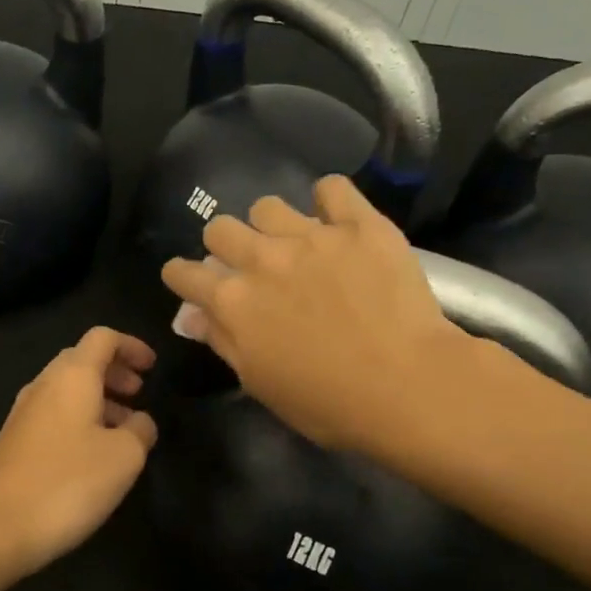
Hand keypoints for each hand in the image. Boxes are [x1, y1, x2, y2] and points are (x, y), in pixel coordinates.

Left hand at [0, 327, 158, 573]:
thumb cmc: (68, 481)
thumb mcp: (124, 456)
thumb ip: (140, 430)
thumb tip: (140, 421)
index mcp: (72, 376)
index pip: (103, 338)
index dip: (131, 346)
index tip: (153, 367)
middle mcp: (45, 384)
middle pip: (82, 360)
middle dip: (115, 372)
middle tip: (140, 394)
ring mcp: (24, 412)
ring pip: (67, 389)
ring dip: (99, 398)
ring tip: (124, 427)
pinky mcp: (14, 441)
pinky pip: (54, 414)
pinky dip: (80, 418)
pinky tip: (93, 453)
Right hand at [162, 176, 482, 453]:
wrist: (408, 386)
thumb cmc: (328, 402)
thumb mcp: (261, 383)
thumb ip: (221, 341)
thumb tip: (191, 316)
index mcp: (233, 302)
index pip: (184, 272)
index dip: (182, 276)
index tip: (191, 281)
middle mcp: (262, 260)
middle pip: (219, 228)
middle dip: (224, 244)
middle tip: (249, 264)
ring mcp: (311, 236)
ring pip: (267, 205)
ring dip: (272, 225)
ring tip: (295, 243)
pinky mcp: (359, 225)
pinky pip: (332, 188)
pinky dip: (329, 201)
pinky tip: (337, 220)